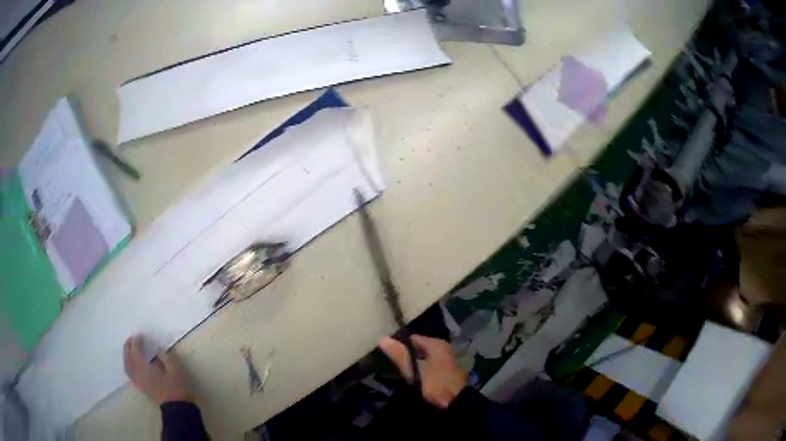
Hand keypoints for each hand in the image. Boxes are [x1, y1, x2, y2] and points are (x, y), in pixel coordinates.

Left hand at [123, 336, 193, 404]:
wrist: (178, 409)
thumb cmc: (177, 389)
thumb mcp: (176, 371)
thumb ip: (165, 358)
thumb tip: (157, 349)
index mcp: (145, 368)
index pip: (135, 351)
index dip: (136, 342)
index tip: (139, 335)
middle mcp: (138, 374)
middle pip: (128, 358)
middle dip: (128, 347)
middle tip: (132, 339)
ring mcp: (139, 382)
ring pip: (127, 366)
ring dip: (126, 356)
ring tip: (130, 350)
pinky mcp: (141, 387)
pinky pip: (130, 373)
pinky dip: (128, 365)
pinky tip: (133, 364)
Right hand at [379, 335, 467, 408]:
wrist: (457, 401)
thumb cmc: (436, 383)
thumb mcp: (415, 370)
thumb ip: (400, 355)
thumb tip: (383, 339)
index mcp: (436, 344)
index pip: (413, 338)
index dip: (400, 344)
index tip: (388, 353)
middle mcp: (443, 348)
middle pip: (419, 347)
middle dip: (407, 354)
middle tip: (392, 364)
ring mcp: (447, 360)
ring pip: (424, 357)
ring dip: (414, 363)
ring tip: (401, 371)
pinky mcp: (447, 371)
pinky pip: (430, 365)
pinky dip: (422, 368)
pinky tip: (414, 377)